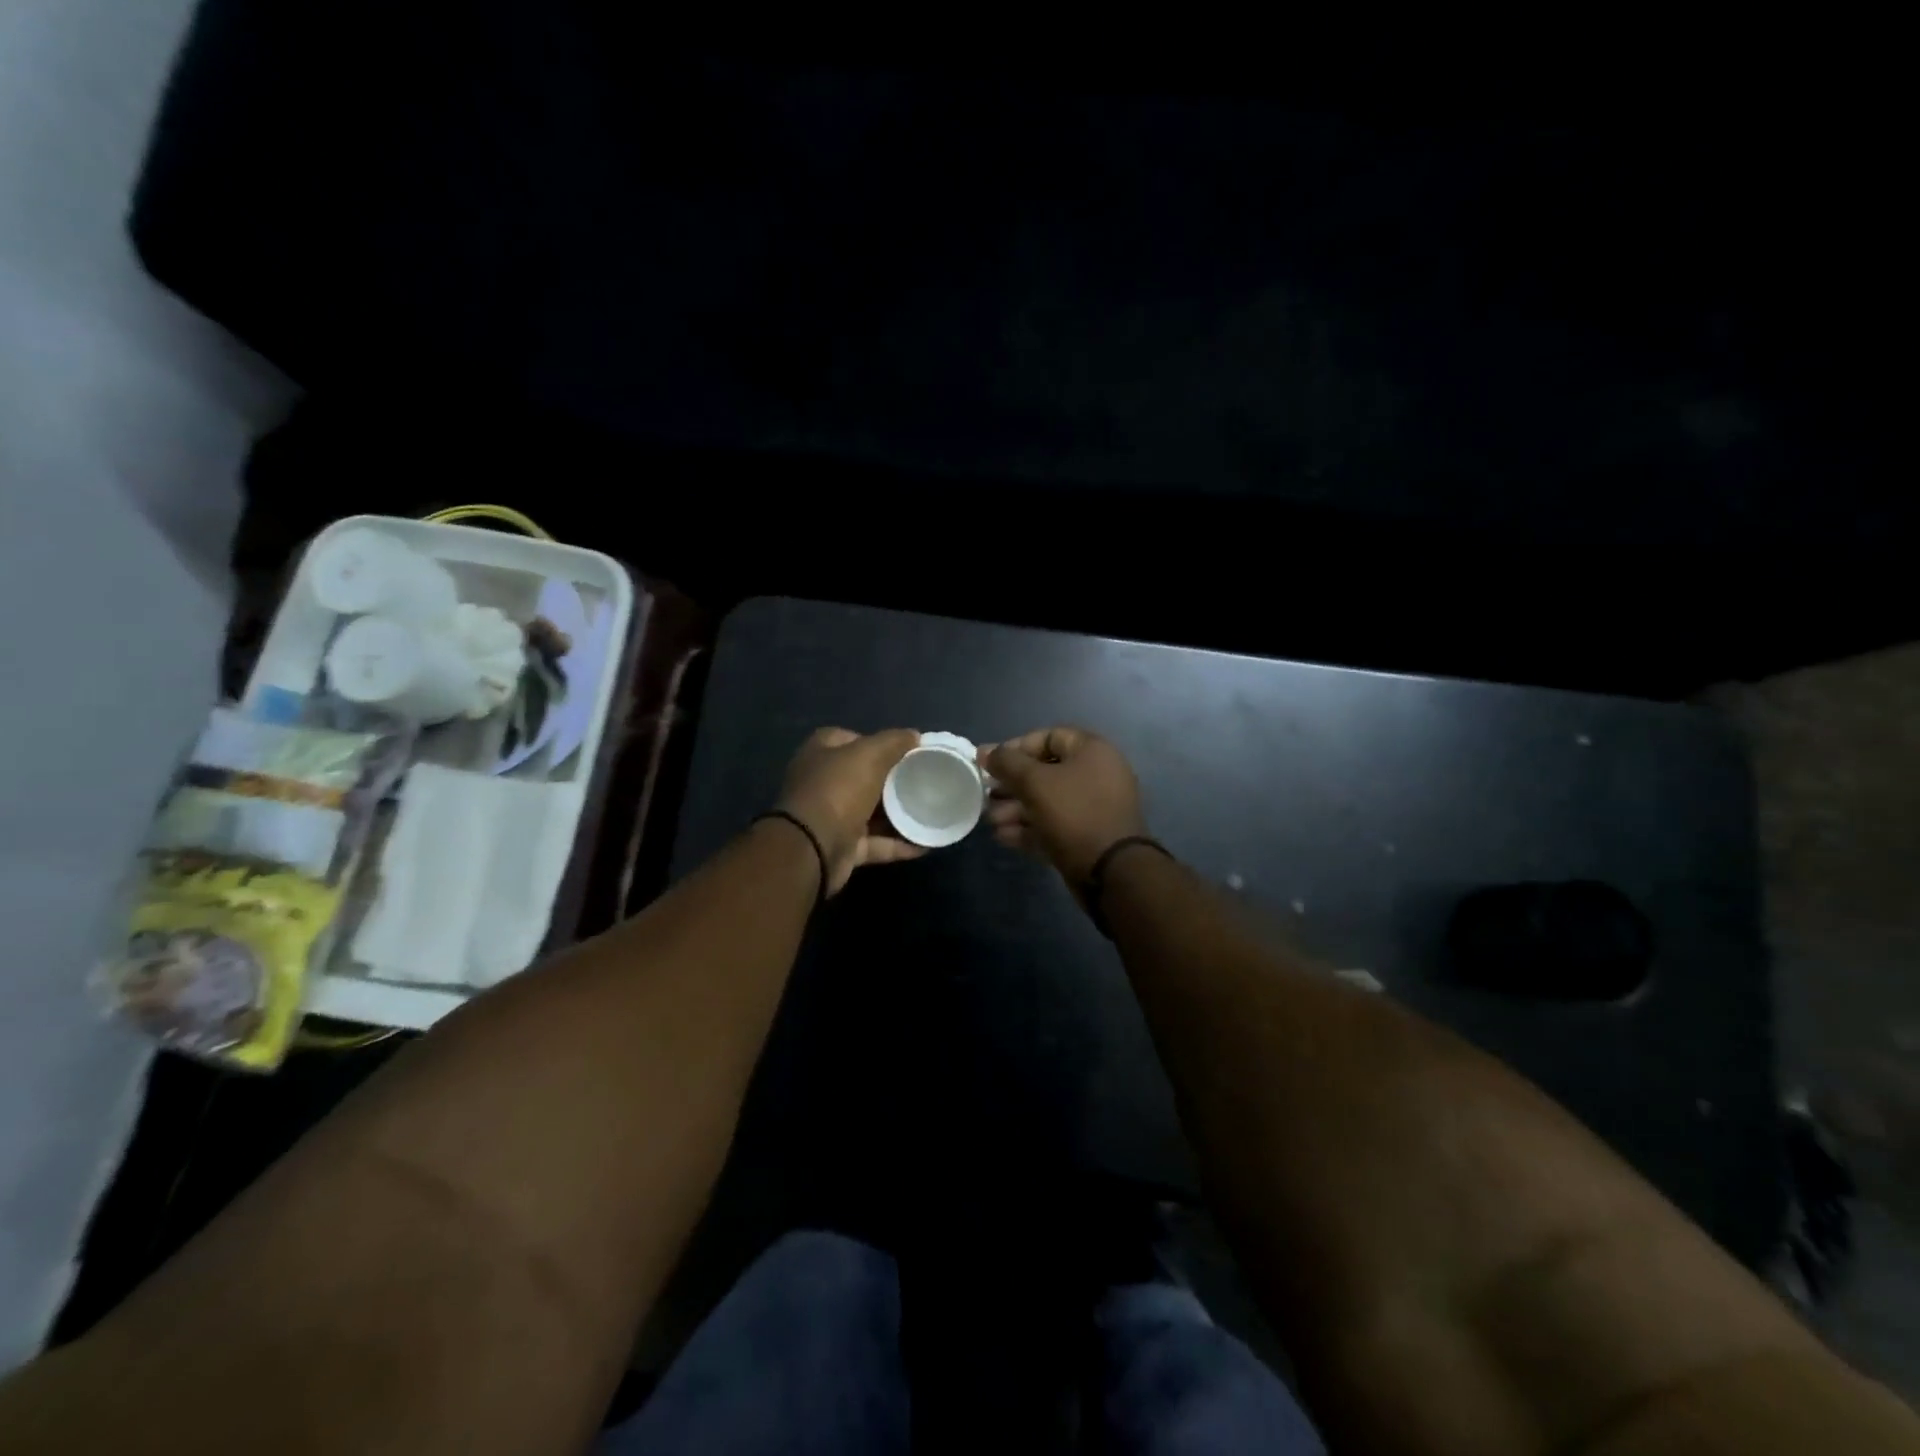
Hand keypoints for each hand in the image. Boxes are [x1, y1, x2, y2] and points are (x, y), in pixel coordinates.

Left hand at [776, 727, 924, 895]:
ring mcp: (832, 817)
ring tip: (930, 810)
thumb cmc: (838, 790)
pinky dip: (898, 844)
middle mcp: (823, 783)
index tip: (904, 749)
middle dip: (891, 779)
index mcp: (821, 754)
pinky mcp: (843, 847)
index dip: (875, 741)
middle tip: (922, 779)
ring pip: (871, 812)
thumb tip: (914, 735)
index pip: (849, 739)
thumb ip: (893, 741)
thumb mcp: (870, 754)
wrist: (813, 848)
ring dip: (898, 814)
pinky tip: (925, 844)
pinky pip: (876, 844)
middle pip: (862, 776)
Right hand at [981, 727, 1149, 884]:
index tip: (990, 763)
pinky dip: (1029, 828)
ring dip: (1015, 809)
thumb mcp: (1035, 782)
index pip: (1048, 737)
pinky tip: (1002, 836)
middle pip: (1045, 772)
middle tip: (986, 795)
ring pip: (1047, 802)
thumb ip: (1007, 763)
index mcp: (1092, 751)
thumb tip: (985, 752)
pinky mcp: (1087, 837)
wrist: (1111, 872)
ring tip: (991, 820)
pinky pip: (1053, 825)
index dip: (1015, 747)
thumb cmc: (1074, 813)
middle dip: (1011, 784)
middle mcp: (1096, 775)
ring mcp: (1093, 808)